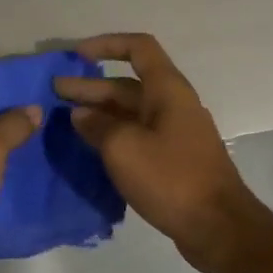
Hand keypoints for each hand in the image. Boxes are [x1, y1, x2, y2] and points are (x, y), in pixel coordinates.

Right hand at [54, 34, 271, 272]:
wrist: (218, 226)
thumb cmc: (171, 178)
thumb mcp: (124, 147)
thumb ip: (97, 126)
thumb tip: (81, 115)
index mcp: (168, 90)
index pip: (138, 48)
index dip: (106, 45)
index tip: (76, 56)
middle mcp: (173, 105)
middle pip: (128, 85)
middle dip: (90, 86)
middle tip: (54, 93)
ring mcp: (175, 134)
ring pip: (131, 113)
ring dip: (99, 112)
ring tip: (65, 121)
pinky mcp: (173, 160)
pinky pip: (138, 137)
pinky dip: (113, 136)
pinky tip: (90, 148)